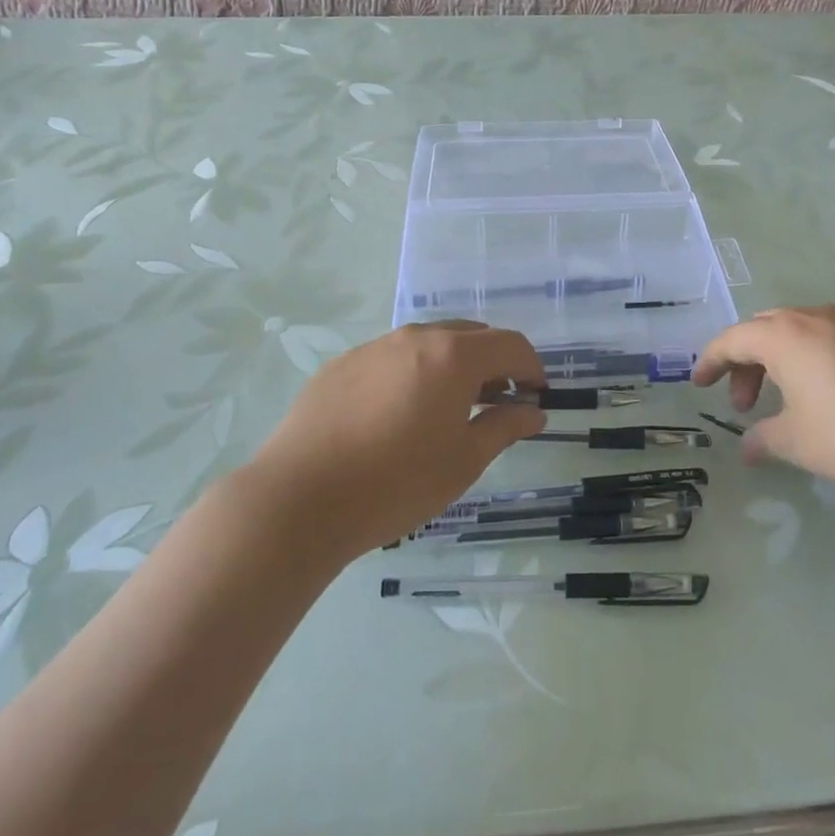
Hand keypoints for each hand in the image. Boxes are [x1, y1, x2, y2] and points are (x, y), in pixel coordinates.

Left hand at [252, 322, 546, 558]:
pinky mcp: (342, 364)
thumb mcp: (463, 461)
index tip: (536, 397)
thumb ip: (504, 427)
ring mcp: (374, 347)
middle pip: (471, 336)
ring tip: (447, 410)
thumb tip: (533, 412)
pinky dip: (412, 374)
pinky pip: (392, 358)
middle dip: (493, 363)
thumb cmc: (396, 483)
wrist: (299, 499)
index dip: (532, 368)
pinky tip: (397, 416)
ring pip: (429, 343)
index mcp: (453, 356)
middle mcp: (415, 338)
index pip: (510, 345)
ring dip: (452, 366)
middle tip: (497, 403)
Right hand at [692, 306, 834, 506]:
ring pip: (802, 329)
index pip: (733, 339)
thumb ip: (765, 440)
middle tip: (745, 402)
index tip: (699, 384)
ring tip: (789, 398)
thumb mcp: (800, 443)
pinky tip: (833, 391)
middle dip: (746, 362)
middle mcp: (816, 317)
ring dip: (782, 358)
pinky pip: (834, 336)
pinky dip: (816, 356)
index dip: (711, 361)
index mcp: (785, 336)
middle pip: (765, 329)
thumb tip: (748, 448)